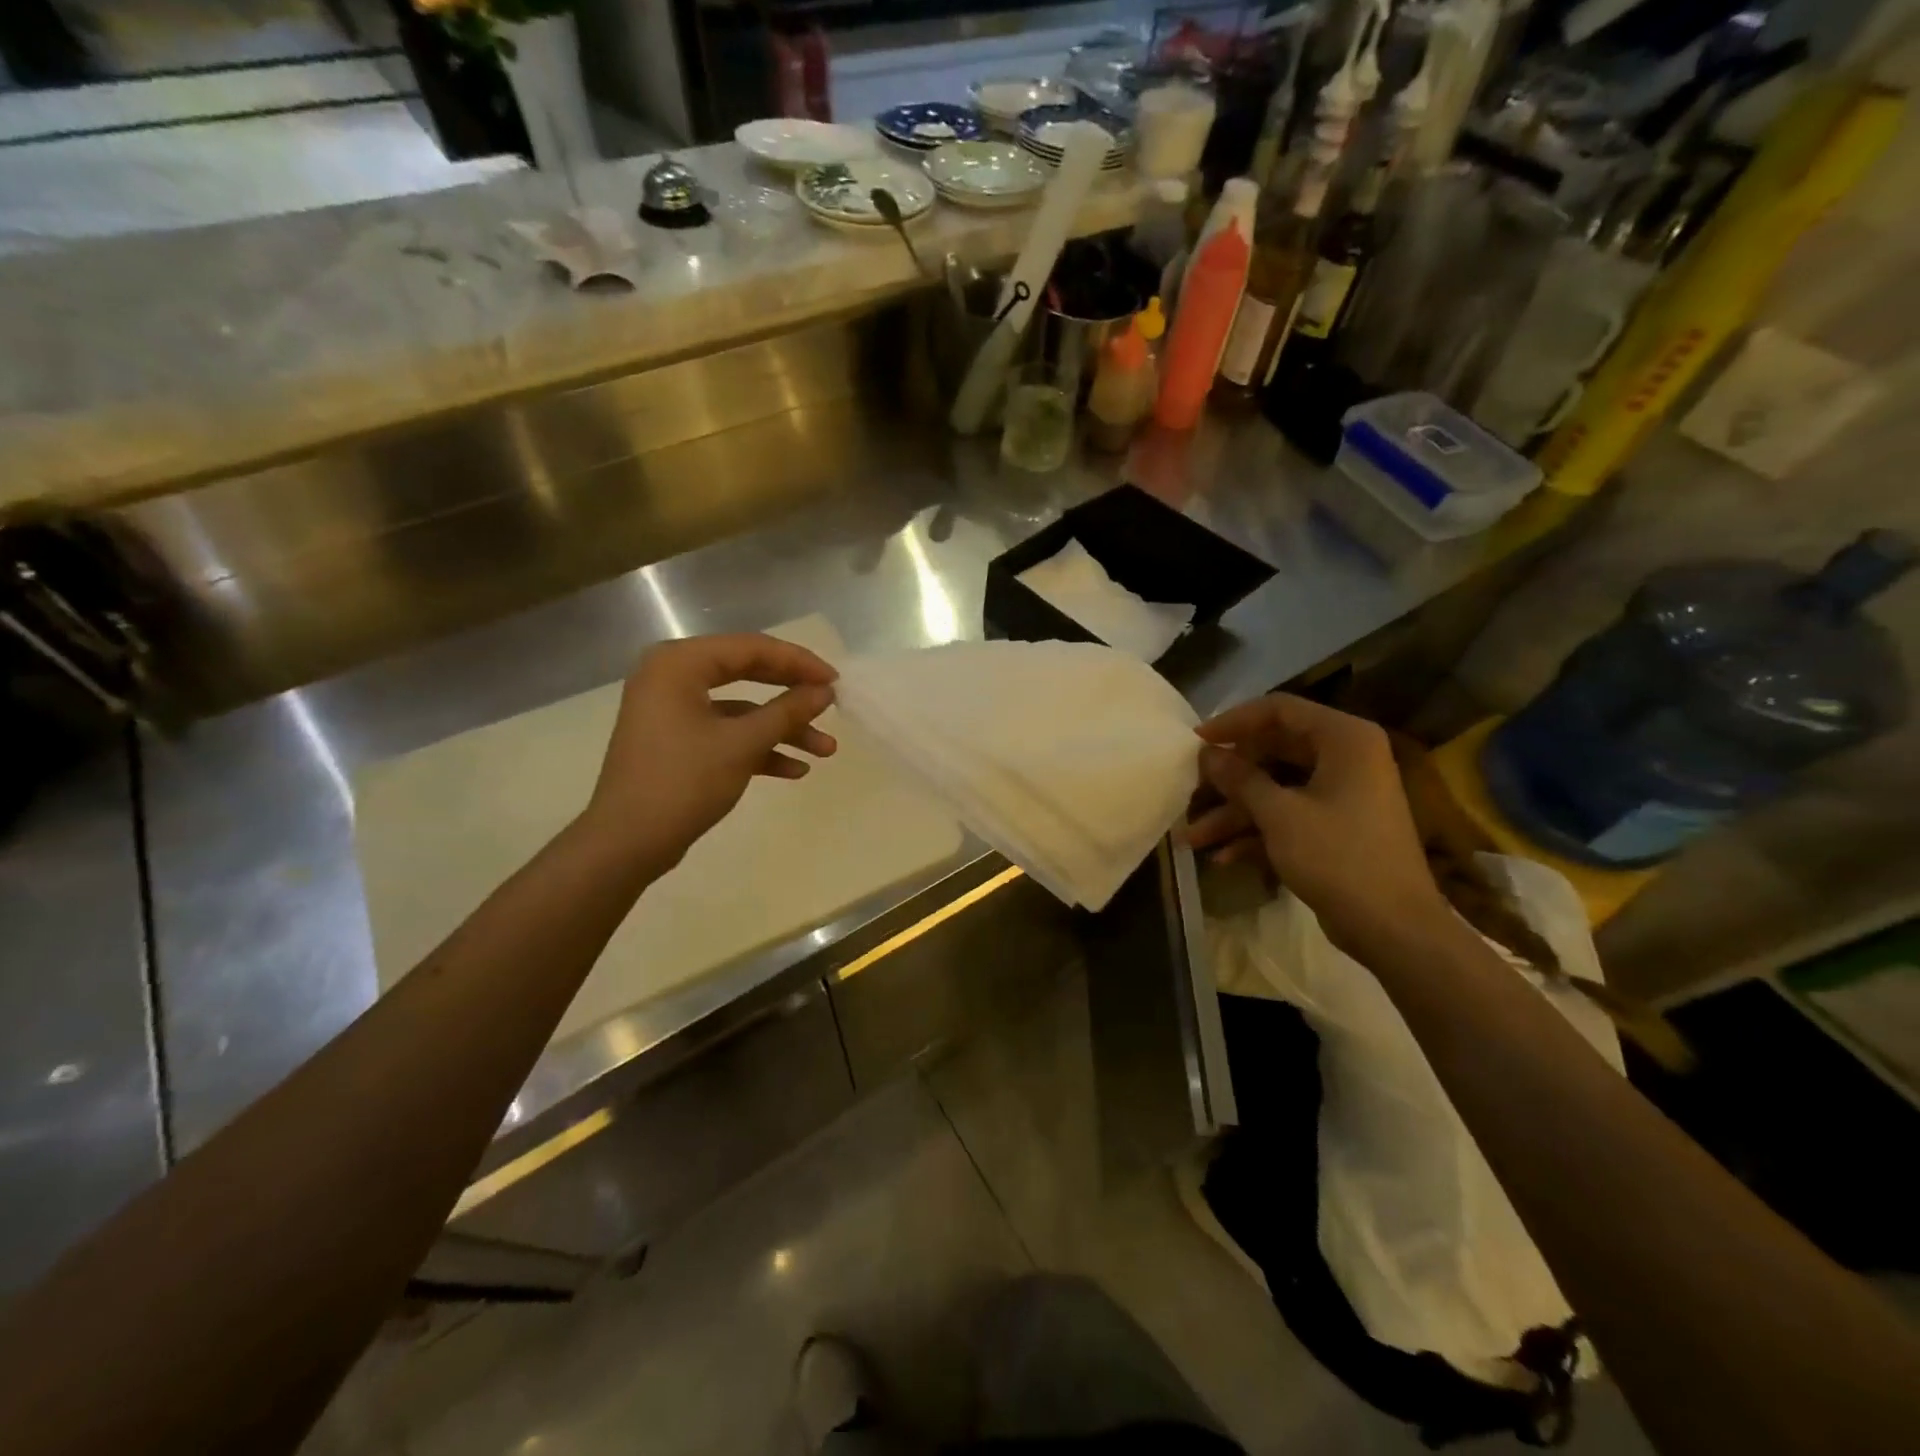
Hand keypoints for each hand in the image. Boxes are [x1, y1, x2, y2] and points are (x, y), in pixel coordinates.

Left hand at [580, 634, 838, 874]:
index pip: (751, 648)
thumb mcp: (742, 744)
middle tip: (832, 704)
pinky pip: (726, 732)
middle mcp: (673, 677)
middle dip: (793, 695)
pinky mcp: (678, 740)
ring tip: (825, 750)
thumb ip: (787, 711)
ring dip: (783, 729)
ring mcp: (674, 710)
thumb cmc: (683, 781)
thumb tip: (825, 691)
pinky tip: (795, 770)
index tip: (835, 681)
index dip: (798, 662)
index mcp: (679, 664)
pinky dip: (759, 747)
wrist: (627, 842)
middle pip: (748, 673)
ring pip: (741, 709)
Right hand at [1186, 694, 1449, 957]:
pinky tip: (1222, 857)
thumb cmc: (1339, 858)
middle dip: (1229, 776)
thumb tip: (1206, 754)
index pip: (1279, 710)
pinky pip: (1288, 815)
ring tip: (1192, 836)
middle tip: (1191, 786)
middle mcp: (1346, 758)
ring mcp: (1341, 794)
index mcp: (1344, 739)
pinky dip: (1257, 832)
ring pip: (1276, 788)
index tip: (1196, 740)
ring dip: (1235, 812)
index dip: (1233, 722)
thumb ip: (1240, 779)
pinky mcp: (1335, 827)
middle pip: (1273, 750)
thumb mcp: (1280, 815)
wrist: (1394, 928)